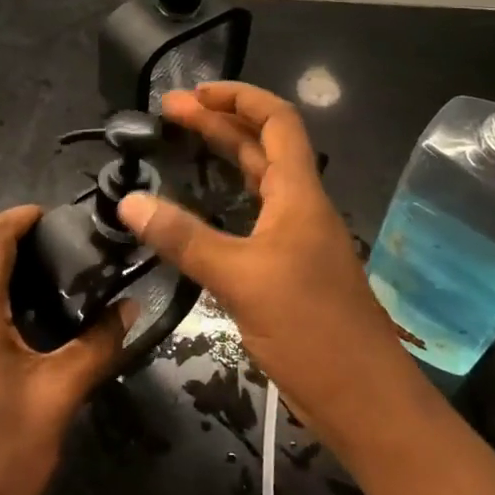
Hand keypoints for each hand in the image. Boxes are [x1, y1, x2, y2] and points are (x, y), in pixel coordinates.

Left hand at [0, 205, 128, 494]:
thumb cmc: (5, 459)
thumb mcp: (60, 396)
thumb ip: (98, 343)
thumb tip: (130, 307)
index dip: (25, 216)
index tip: (64, 217)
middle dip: (26, 247)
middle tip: (78, 253)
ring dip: (14, 276)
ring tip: (66, 284)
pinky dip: (0, 303)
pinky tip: (36, 323)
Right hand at [116, 83, 418, 456]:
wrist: (365, 402)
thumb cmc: (311, 329)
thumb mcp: (241, 278)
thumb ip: (185, 238)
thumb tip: (129, 201)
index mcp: (298, 194)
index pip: (276, 121)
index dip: (239, 97)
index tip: (195, 93)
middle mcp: (300, 207)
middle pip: (260, 146)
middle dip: (218, 123)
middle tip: (169, 113)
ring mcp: (296, 240)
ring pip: (257, 181)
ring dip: (222, 157)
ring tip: (180, 146)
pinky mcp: (288, 270)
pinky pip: (253, 216)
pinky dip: (224, 200)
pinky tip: (198, 211)